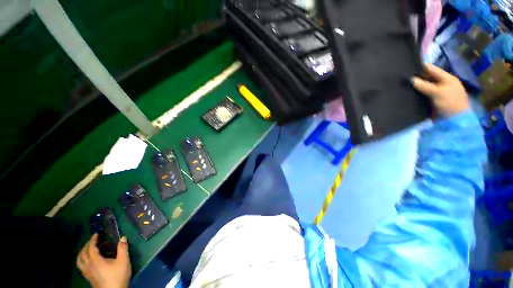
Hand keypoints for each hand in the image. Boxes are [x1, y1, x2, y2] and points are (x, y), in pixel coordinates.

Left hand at [77, 234, 130, 287]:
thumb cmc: (118, 278)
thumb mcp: (123, 264)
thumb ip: (123, 250)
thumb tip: (123, 238)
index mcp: (95, 258)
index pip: (91, 245)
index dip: (93, 239)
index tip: (96, 235)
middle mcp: (88, 263)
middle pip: (84, 251)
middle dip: (87, 244)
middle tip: (92, 242)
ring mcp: (87, 271)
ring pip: (80, 259)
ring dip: (81, 253)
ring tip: (85, 252)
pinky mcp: (88, 278)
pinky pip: (81, 268)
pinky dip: (81, 263)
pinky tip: (86, 265)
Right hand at [412, 63, 468, 116]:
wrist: (459, 127)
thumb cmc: (450, 105)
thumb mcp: (437, 93)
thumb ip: (424, 85)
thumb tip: (411, 79)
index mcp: (448, 77)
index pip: (431, 68)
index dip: (420, 69)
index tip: (410, 73)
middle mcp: (447, 85)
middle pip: (431, 79)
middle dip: (422, 81)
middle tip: (411, 84)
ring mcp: (446, 97)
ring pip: (431, 90)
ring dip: (424, 92)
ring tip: (413, 92)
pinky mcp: (443, 107)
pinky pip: (432, 100)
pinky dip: (427, 100)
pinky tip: (420, 101)